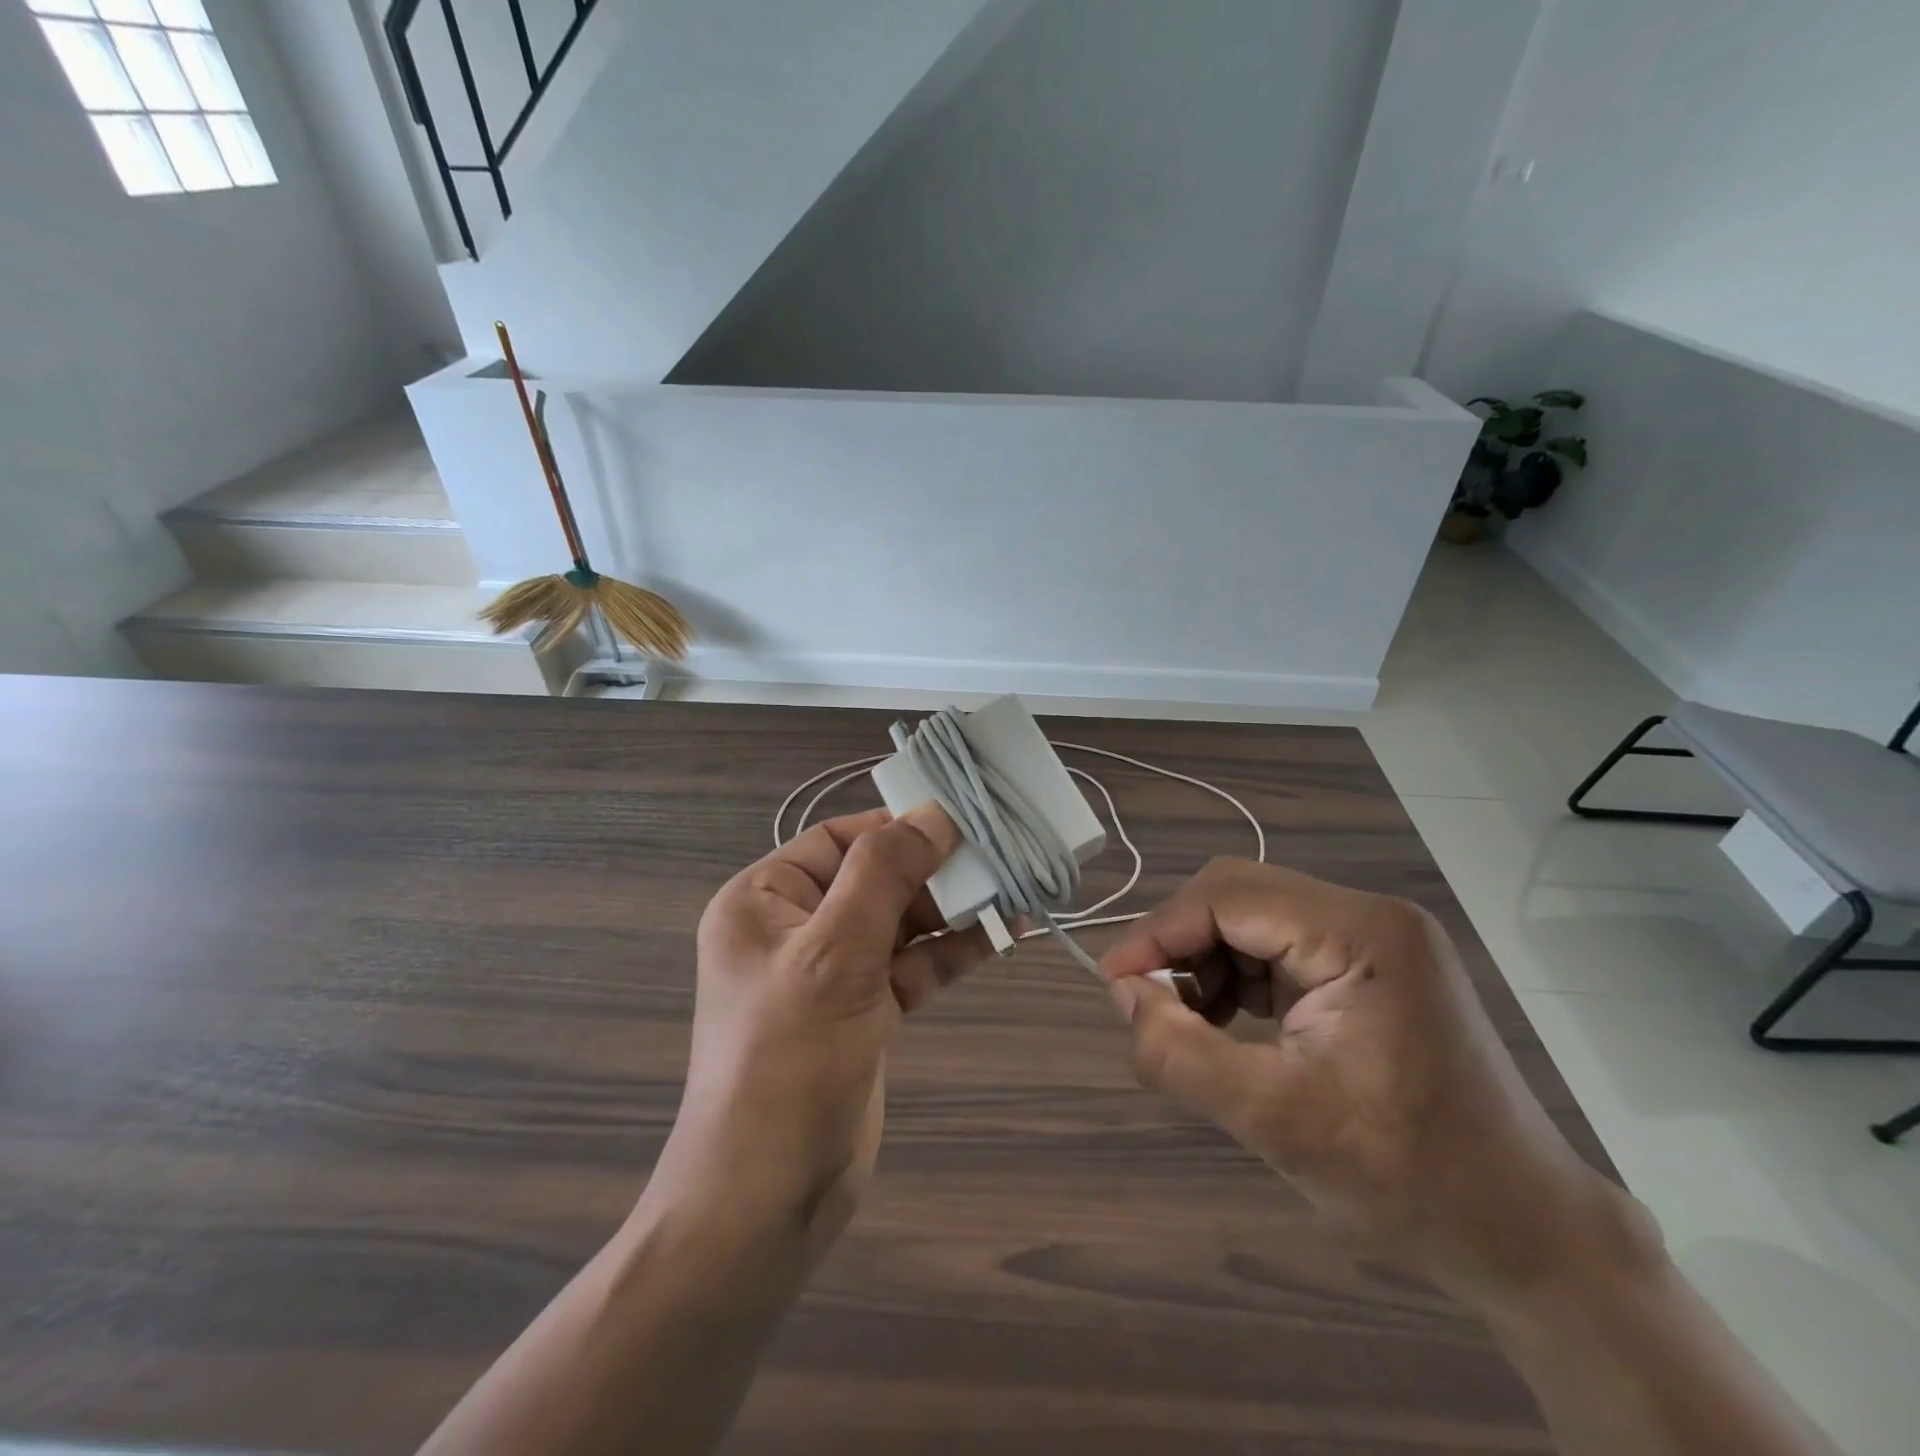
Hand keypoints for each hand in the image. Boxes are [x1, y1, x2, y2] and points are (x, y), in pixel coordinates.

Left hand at [651, 806, 986, 1256]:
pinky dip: (951, 950)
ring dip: (951, 909)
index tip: (962, 822)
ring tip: (1013, 891)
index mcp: (765, 900)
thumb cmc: (787, 1060)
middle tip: (1001, 858)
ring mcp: (830, 971)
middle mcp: (794, 926)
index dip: (899, 828)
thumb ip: (883, 875)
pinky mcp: (862, 1010)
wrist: (768, 1198)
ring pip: (899, 921)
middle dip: (935, 870)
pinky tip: (999, 935)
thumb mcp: (833, 953)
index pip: (839, 839)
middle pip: (875, 877)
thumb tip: (933, 814)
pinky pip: (911, 964)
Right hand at [1103, 859, 1638, 1301]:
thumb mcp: (1277, 1122)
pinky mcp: (1368, 967)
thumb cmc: (1411, 1180)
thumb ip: (1182, 1054)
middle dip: (1181, 945)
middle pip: (1238, 896)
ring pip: (1251, 919)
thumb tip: (1122, 995)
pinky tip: (1227, 1023)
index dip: (1158, 933)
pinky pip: (1276, 948)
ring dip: (1205, 961)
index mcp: (1361, 933)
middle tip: (1146, 1003)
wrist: (1528, 1235)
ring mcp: (1373, 939)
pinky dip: (1236, 978)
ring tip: (1189, 1024)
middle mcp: (1368, 916)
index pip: (1228, 897)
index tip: (1112, 983)